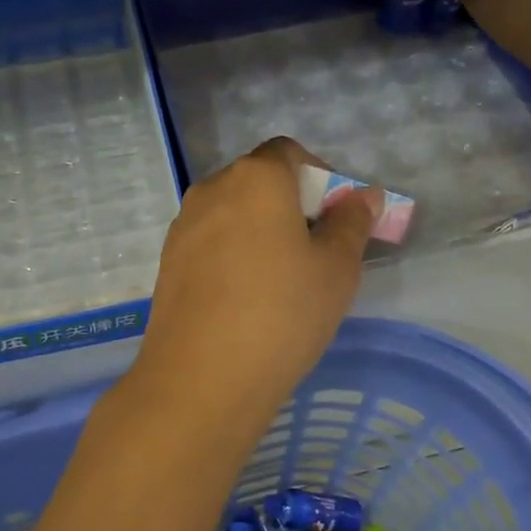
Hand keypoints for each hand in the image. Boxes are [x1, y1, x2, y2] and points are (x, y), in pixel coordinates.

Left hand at [131, 138, 379, 429]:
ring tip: (281, 280)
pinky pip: (210, 241)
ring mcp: (183, 225)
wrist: (202, 378)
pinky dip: (232, 253)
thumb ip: (351, 223)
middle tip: (314, 251)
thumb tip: (362, 196)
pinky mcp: (168, 261)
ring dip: (260, 229)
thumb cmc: (282, 313)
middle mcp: (212, 189)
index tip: (334, 217)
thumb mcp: (335, 269)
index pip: (289, 153)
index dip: (318, 176)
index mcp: (255, 178)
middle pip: (258, 180)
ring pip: (232, 212)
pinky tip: (246, 298)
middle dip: (290, 204)